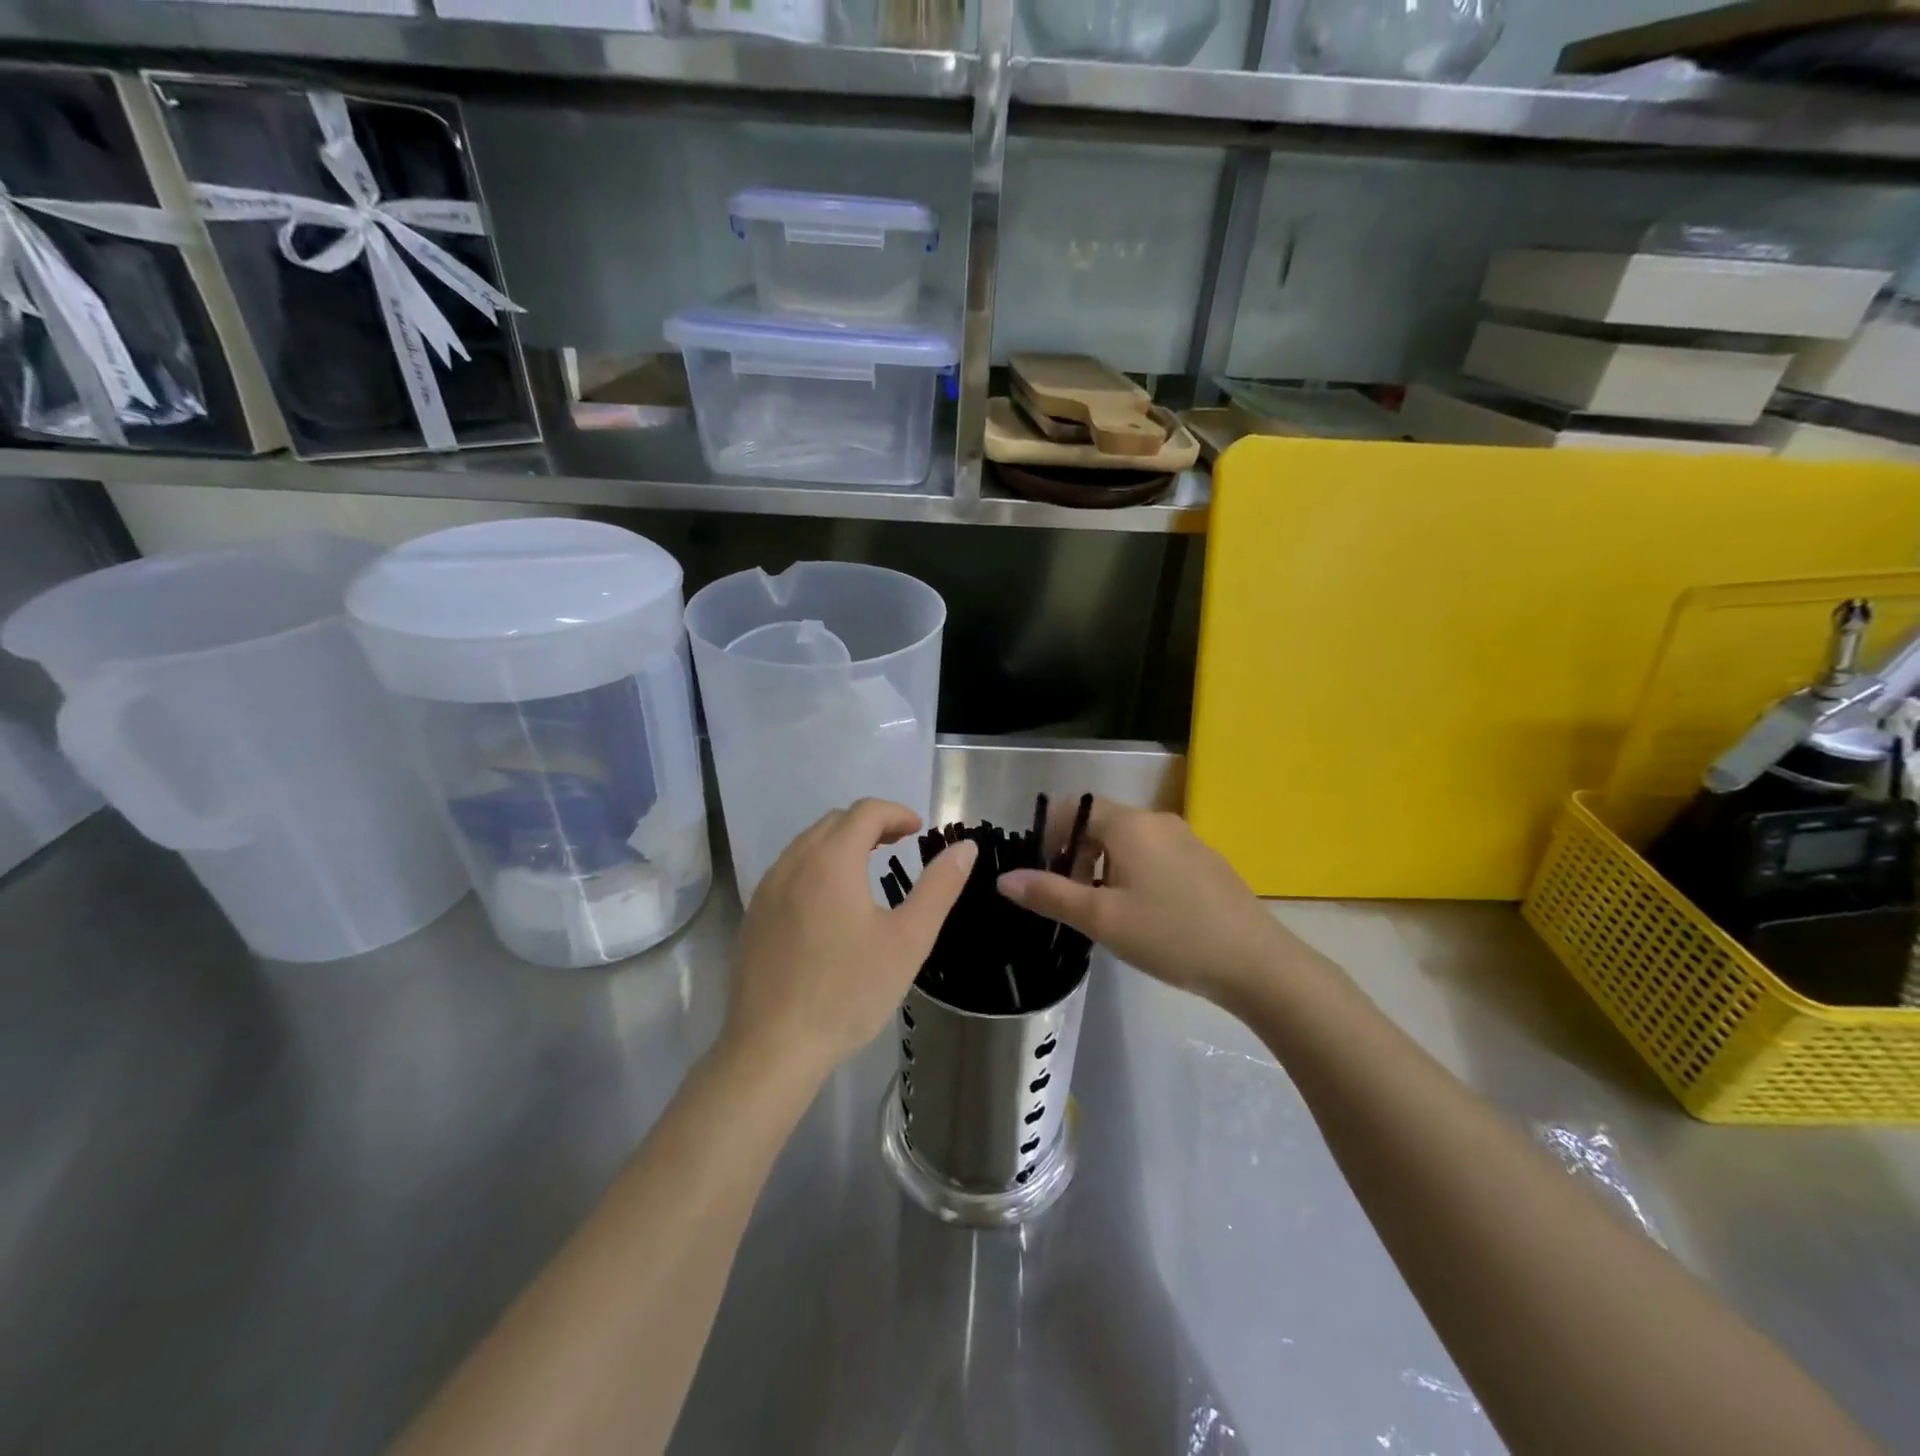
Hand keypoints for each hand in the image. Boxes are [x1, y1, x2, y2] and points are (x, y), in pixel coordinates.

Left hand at [725, 799, 976, 1084]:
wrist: (773, 1047)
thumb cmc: (849, 992)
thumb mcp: (908, 940)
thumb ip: (939, 887)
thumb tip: (965, 847)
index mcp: (831, 861)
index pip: (866, 811)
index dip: (897, 813)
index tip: (919, 831)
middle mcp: (793, 863)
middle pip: (834, 821)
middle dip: (870, 824)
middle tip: (899, 846)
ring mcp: (767, 889)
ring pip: (807, 844)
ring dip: (840, 843)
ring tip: (867, 870)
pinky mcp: (754, 915)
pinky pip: (788, 871)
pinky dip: (816, 866)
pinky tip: (829, 905)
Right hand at [997, 799, 1297, 1004]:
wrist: (1256, 963)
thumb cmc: (1170, 935)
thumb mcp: (1102, 919)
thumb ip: (1050, 894)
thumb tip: (1004, 878)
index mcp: (1130, 824)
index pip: (1076, 808)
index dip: (1052, 835)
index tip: (1045, 874)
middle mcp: (1158, 820)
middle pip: (1101, 824)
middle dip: (1077, 856)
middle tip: (1073, 902)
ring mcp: (1187, 839)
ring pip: (1129, 842)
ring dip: (1105, 868)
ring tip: (1106, 914)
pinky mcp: (1205, 861)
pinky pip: (1156, 855)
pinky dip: (1135, 873)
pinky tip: (1145, 916)